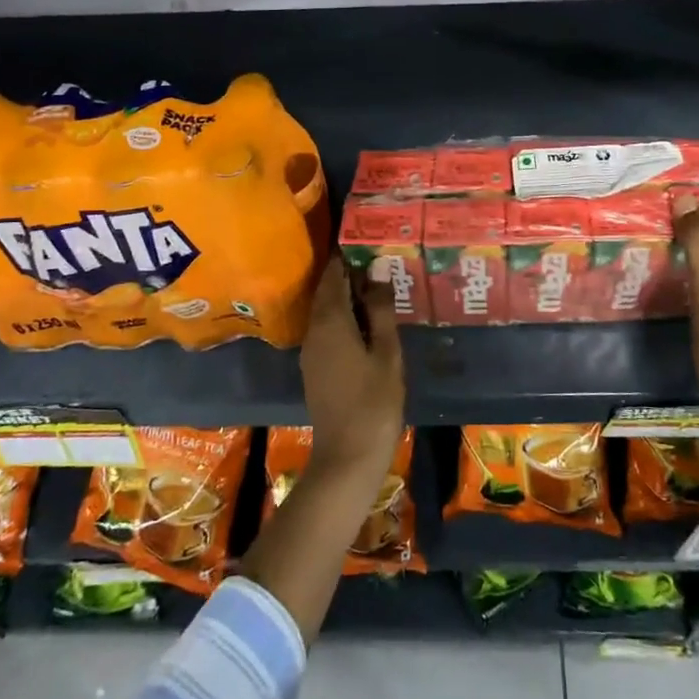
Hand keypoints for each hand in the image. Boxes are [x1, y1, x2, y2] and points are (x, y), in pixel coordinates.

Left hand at [299, 255, 404, 472]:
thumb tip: (377, 272)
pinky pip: (326, 330)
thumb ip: (380, 311)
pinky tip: (365, 324)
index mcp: (330, 321)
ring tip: (376, 289)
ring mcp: (311, 351)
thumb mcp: (386, 353)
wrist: (347, 457)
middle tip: (376, 262)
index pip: (333, 276)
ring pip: (325, 312)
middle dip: (346, 275)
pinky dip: (342, 318)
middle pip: (326, 292)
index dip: (346, 256)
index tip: (364, 241)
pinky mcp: (314, 368)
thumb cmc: (374, 402)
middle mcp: (313, 331)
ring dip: (345, 297)